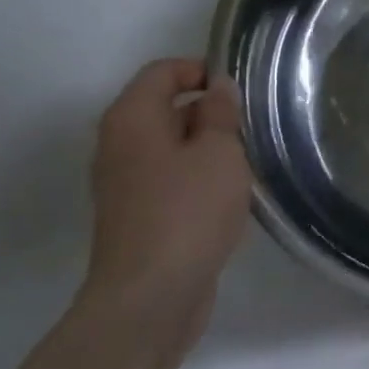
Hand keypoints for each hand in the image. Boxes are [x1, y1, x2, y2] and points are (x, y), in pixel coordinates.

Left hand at [86, 59, 250, 320]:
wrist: (149, 298)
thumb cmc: (187, 212)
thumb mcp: (219, 152)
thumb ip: (221, 113)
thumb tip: (218, 88)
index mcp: (132, 118)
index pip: (163, 71)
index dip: (201, 70)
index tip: (239, 92)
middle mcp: (119, 144)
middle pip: (165, 108)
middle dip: (209, 113)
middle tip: (249, 129)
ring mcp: (123, 183)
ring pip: (170, 147)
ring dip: (206, 149)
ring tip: (244, 164)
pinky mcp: (135, 216)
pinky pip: (168, 179)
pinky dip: (196, 179)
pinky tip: (226, 199)